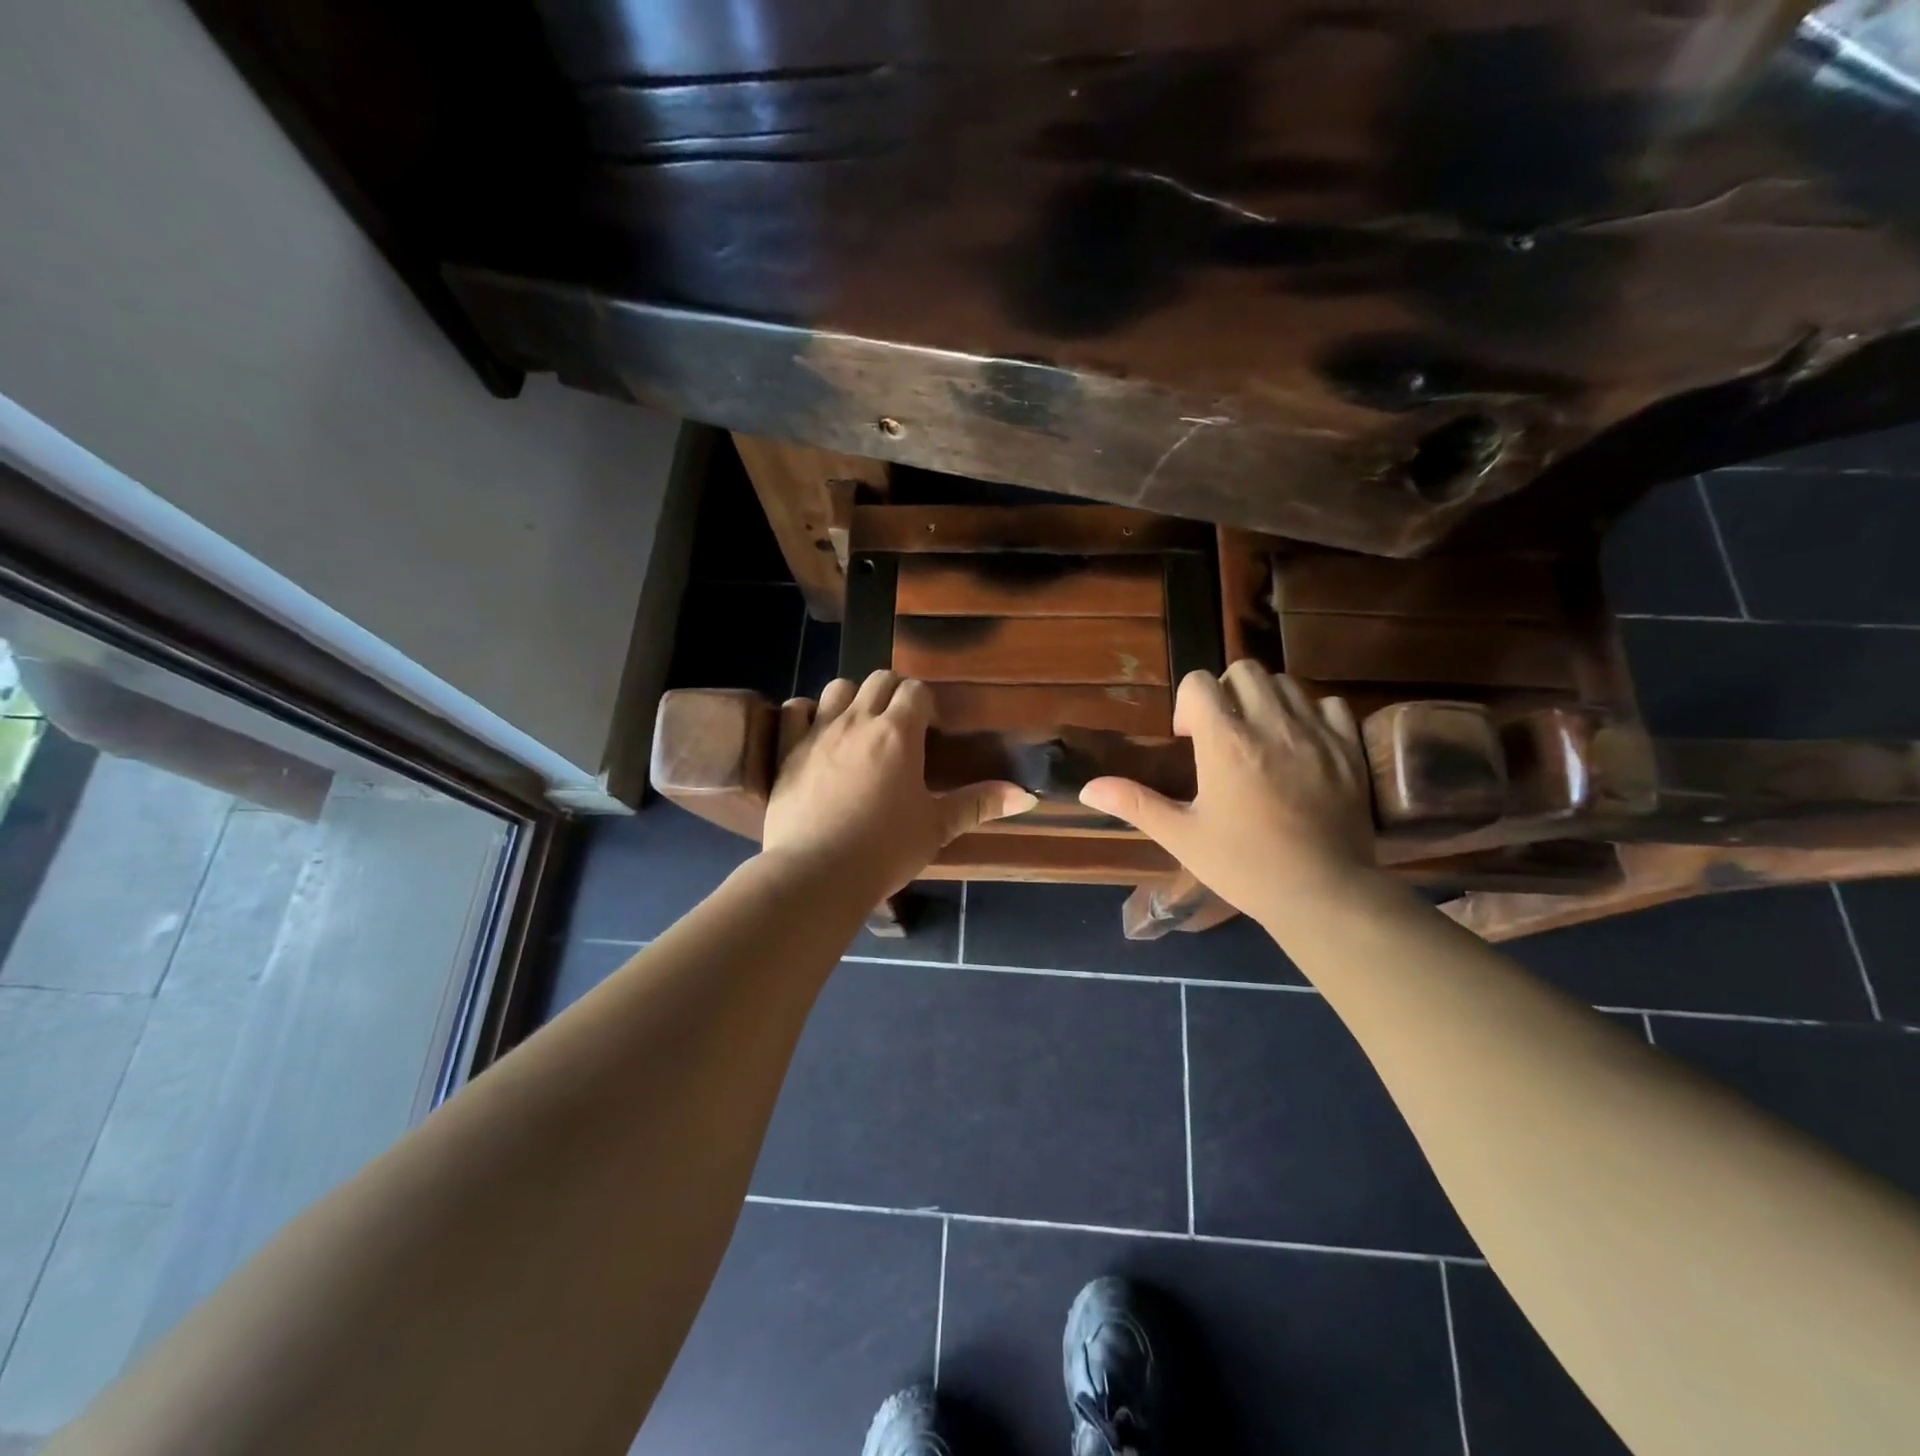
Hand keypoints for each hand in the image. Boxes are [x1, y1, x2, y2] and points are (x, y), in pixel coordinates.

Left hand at [762, 671, 1035, 897]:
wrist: (818, 874)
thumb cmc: (885, 850)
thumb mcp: (937, 827)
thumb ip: (979, 804)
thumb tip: (1028, 795)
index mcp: (898, 733)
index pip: (916, 691)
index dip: (925, 704)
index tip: (929, 730)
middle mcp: (858, 720)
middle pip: (879, 680)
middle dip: (893, 694)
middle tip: (899, 728)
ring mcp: (818, 732)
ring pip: (838, 687)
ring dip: (852, 699)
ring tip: (858, 727)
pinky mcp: (787, 749)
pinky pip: (794, 709)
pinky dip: (806, 713)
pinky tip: (814, 732)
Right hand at [1079, 661, 1375, 924]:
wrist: (1322, 893)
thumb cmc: (1244, 865)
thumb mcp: (1181, 836)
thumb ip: (1134, 803)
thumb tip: (1088, 788)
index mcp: (1225, 742)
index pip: (1200, 682)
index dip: (1187, 703)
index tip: (1189, 739)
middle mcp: (1270, 725)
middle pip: (1244, 671)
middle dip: (1226, 692)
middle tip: (1224, 733)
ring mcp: (1316, 734)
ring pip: (1286, 683)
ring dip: (1266, 699)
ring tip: (1261, 737)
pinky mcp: (1349, 748)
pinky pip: (1330, 704)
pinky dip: (1311, 713)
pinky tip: (1302, 744)